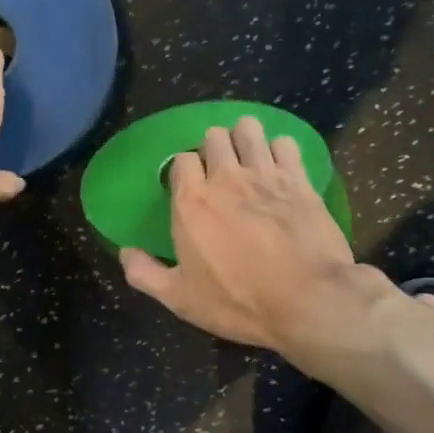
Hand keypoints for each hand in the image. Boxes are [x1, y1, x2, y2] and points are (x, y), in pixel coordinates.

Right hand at [120, 116, 390, 362]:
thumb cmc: (238, 302)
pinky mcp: (300, 180)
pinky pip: (286, 144)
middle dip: (213, 148)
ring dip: (244, 138)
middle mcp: (226, 178)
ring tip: (247, 157)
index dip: (184, 171)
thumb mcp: (180, 299)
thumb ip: (145, 273)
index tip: (190, 188)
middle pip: (214, 136)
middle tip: (219, 171)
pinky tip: (280, 166)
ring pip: (249, 130)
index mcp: (191, 202)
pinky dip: (279, 150)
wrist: (308, 302)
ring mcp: (266, 175)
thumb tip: (124, 253)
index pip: (181, 160)